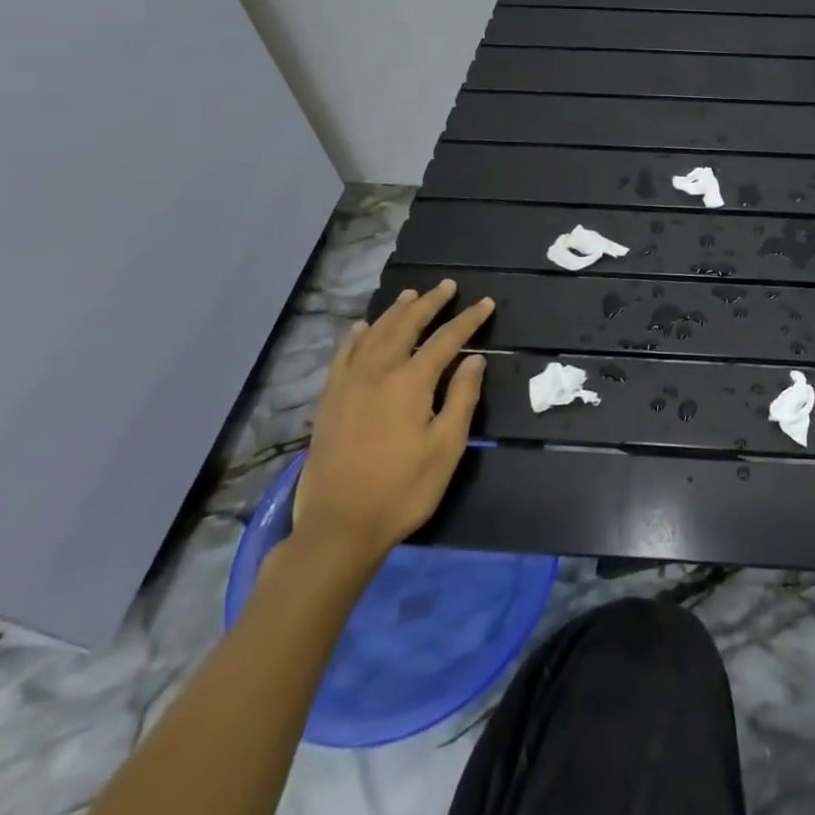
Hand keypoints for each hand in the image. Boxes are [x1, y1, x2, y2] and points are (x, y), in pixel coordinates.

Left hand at [289, 280, 494, 575]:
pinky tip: (361, 328)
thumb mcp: (446, 447)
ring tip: (411, 296)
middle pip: (406, 326)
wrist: (339, 527)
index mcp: (411, 382)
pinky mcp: (330, 401)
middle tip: (446, 286)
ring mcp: (349, 385)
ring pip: (373, 334)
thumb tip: (473, 359)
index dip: (468, 320)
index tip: (485, 303)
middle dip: (429, 304)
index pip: (446, 339)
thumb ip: (462, 397)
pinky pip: (343, 356)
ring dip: (395, 312)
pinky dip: (355, 337)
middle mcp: (378, 372)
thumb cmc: (402, 489)